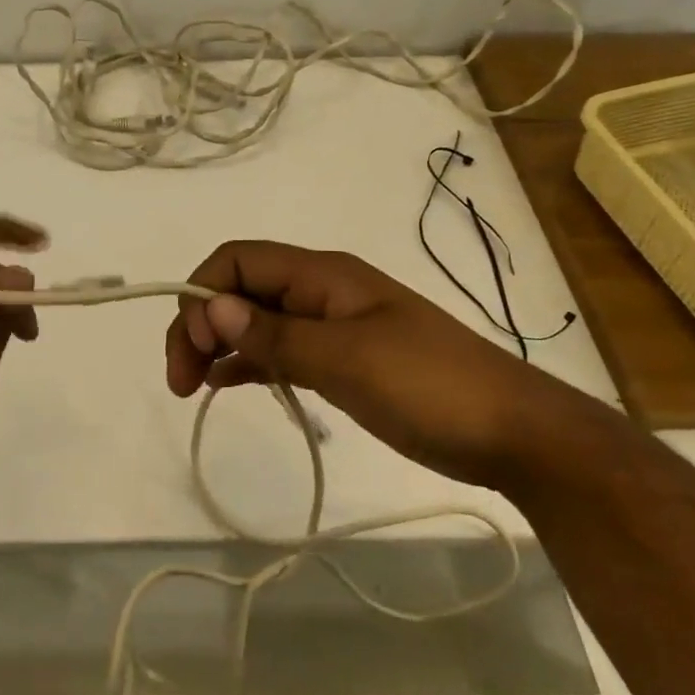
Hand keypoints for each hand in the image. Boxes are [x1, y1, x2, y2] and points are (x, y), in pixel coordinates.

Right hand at [164, 241, 577, 490]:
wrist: (514, 433)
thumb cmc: (430, 386)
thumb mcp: (347, 360)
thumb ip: (275, 335)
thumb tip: (212, 307)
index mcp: (321, 275)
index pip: (238, 261)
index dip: (203, 294)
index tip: (194, 348)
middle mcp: (319, 291)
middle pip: (240, 290)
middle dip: (200, 324)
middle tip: (180, 380)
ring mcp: (330, 326)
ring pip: (255, 321)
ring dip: (218, 344)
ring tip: (191, 388)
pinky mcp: (340, 360)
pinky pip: (279, 351)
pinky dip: (248, 362)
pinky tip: (225, 385)